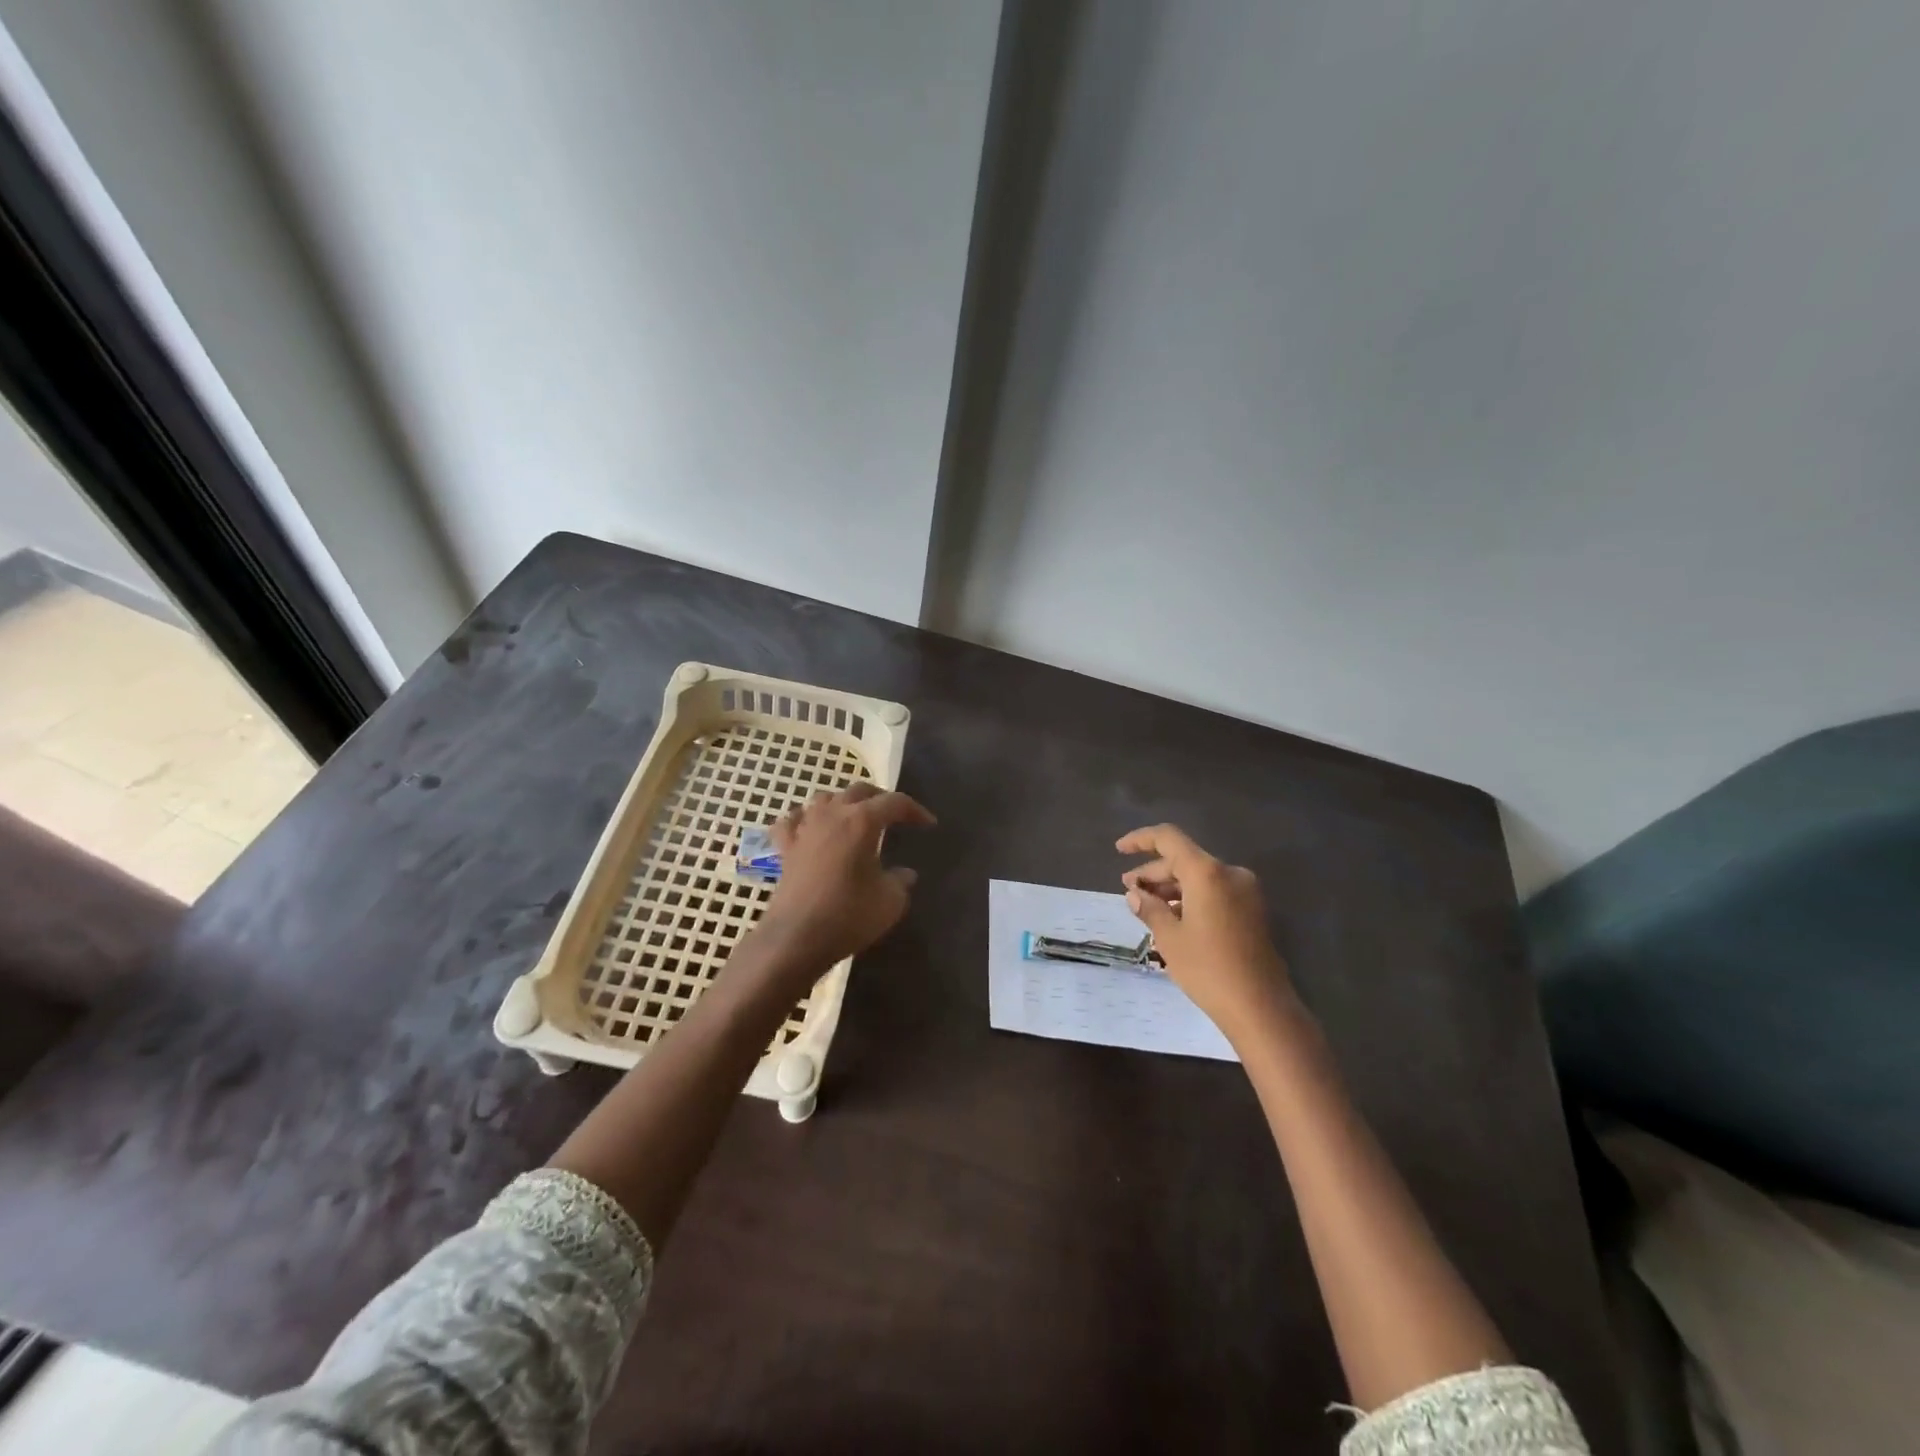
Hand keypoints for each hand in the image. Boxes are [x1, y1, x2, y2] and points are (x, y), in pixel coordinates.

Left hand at [756, 782, 935, 972]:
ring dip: (843, 803)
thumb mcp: (891, 901)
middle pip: (858, 791)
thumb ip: (901, 881)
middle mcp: (832, 815)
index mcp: (862, 821)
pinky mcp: (785, 849)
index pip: (894, 802)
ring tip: (854, 819)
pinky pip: (792, 821)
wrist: (796, 938)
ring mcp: (804, 829)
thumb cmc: (849, 915)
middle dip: (880, 798)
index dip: (915, 810)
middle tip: (895, 815)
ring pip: (824, 799)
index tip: (928, 824)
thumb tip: (904, 874)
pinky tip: (810, 829)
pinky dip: (804, 819)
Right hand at [1118, 824, 1295, 1041]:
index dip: (1141, 839)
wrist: (1260, 1007)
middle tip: (1129, 890)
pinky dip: (1192, 897)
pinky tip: (1174, 917)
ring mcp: (1246, 892)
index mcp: (1207, 873)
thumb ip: (1149, 908)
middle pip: (1184, 859)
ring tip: (1147, 906)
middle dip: (1153, 872)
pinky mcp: (1253, 911)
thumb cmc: (1208, 968)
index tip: (1119, 850)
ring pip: (1200, 877)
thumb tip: (1134, 895)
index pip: (1169, 838)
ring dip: (1172, 886)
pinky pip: (1215, 892)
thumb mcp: (1169, 938)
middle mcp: (1230, 873)